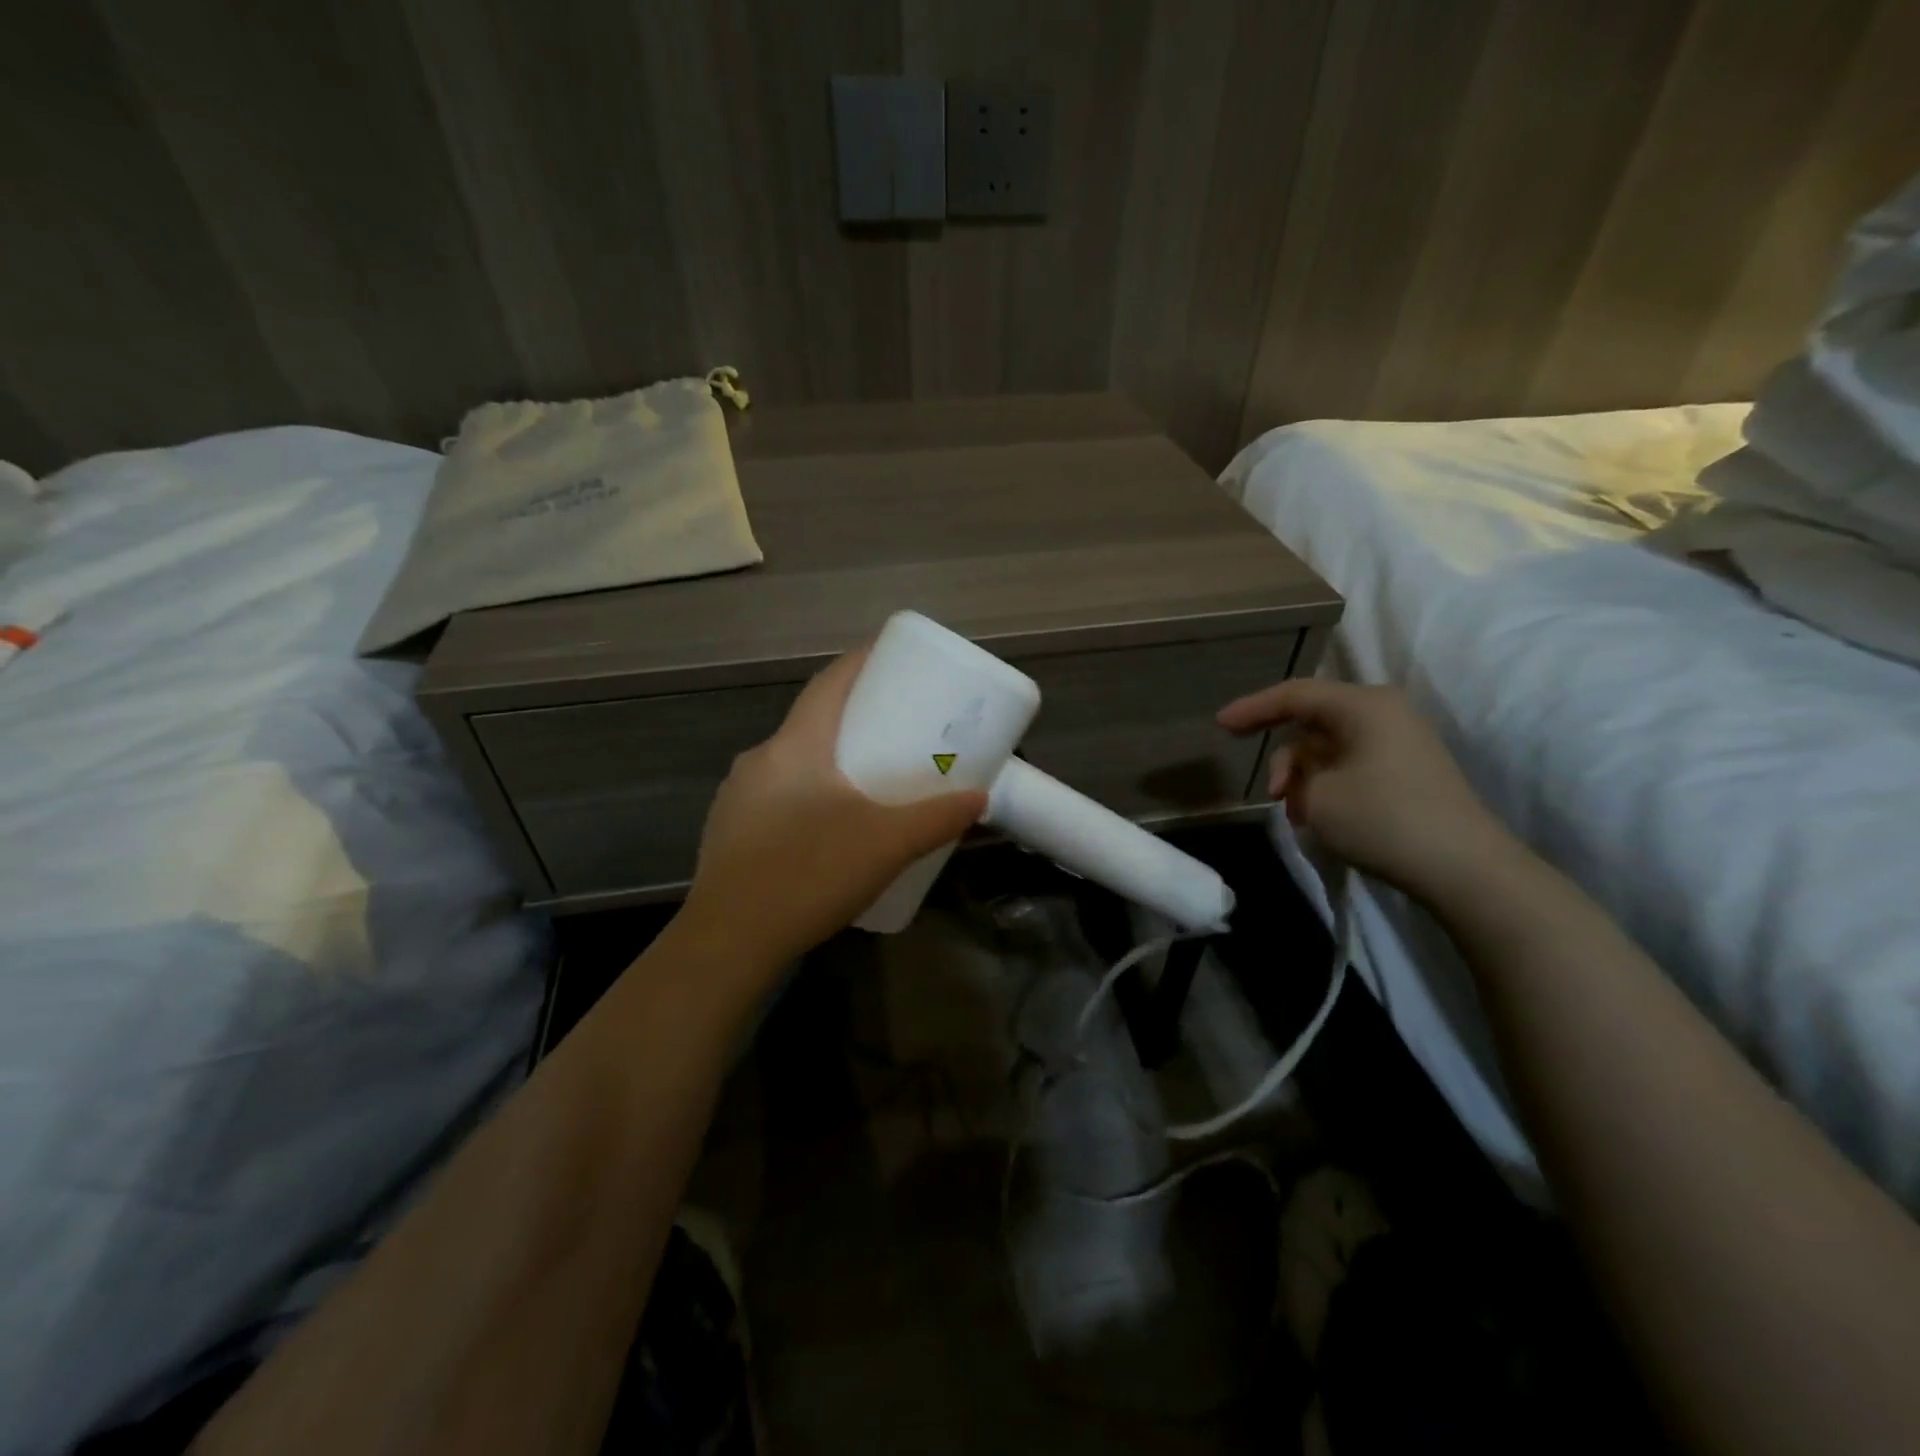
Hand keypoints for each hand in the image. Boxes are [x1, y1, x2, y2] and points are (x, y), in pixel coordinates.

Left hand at [679, 645, 987, 970]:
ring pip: (793, 761)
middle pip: (812, 721)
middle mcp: (760, 760)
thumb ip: (936, 819)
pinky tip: (829, 826)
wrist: (728, 942)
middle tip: (896, 725)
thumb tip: (979, 799)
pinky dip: (809, 793)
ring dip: (829, 759)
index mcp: (794, 746)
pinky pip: (777, 794)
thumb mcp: (886, 844)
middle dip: (854, 716)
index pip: (829, 683)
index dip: (861, 661)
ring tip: (868, 778)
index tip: (893, 655)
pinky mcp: (730, 832)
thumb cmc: (808, 874)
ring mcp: (737, 797)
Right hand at [1216, 679, 1507, 896]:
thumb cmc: (1383, 819)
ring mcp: (1401, 741)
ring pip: (1330, 748)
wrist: (1464, 868)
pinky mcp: (1409, 769)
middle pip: (1312, 722)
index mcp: (1363, 705)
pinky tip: (1321, 817)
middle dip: (1284, 759)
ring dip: (1304, 777)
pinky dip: (1328, 785)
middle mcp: (1384, 713)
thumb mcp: (1316, 795)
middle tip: (1269, 794)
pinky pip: (1352, 764)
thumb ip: (1294, 773)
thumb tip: (1302, 774)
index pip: (1294, 695)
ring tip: (1298, 816)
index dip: (1252, 708)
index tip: (1220, 725)